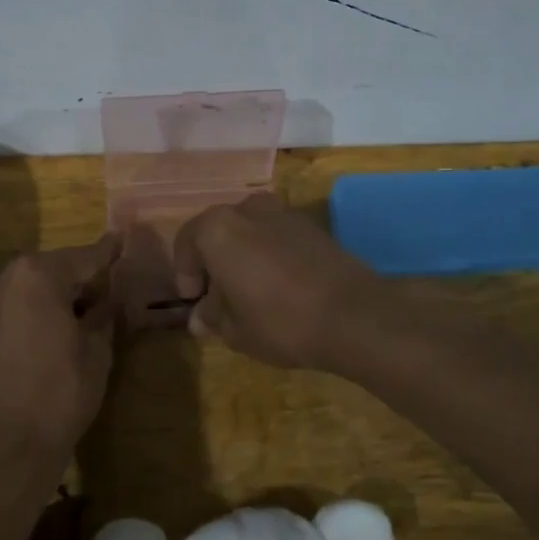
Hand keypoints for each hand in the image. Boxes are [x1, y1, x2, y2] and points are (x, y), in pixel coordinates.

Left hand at [0, 234, 120, 480]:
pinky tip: (44, 337)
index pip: (82, 258)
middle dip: (75, 280)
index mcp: (35, 275)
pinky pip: (6, 312)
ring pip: (24, 291)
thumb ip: (103, 315)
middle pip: (48, 270)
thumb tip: (107, 300)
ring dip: (48, 298)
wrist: (0, 450)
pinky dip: (26, 316)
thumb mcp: (96, 352)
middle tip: (102, 291)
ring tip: (74, 317)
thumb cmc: (59, 394)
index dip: (106, 253)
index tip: (120, 241)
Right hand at [171, 193, 381, 368]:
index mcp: (218, 229)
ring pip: (250, 231)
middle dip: (214, 262)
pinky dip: (270, 253)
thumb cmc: (280, 322)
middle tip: (219, 297)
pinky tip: (280, 285)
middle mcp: (247, 209)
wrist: (353, 315)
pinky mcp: (312, 225)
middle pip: (219, 231)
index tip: (193, 300)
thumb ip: (213, 317)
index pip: (187, 241)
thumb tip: (201, 317)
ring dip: (243, 255)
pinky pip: (277, 235)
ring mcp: (283, 213)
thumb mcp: (235, 330)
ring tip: (250, 291)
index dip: (185, 272)